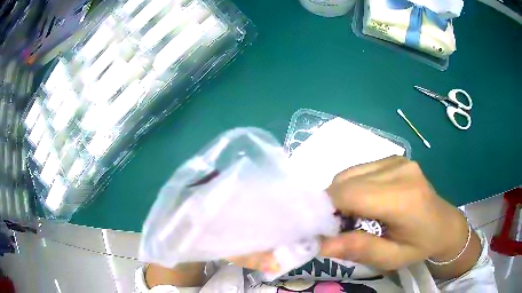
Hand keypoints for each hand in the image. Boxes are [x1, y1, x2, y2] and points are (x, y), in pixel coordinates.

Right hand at [321, 156, 480, 278]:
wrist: (444, 224)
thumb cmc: (420, 246)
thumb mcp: (391, 258)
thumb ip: (359, 249)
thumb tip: (321, 244)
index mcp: (403, 198)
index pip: (350, 195)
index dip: (326, 210)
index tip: (321, 230)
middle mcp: (399, 170)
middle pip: (346, 181)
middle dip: (332, 204)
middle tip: (338, 227)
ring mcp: (397, 160)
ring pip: (349, 173)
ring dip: (341, 195)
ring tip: (353, 216)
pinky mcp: (395, 158)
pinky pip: (360, 170)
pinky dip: (352, 186)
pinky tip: (364, 202)